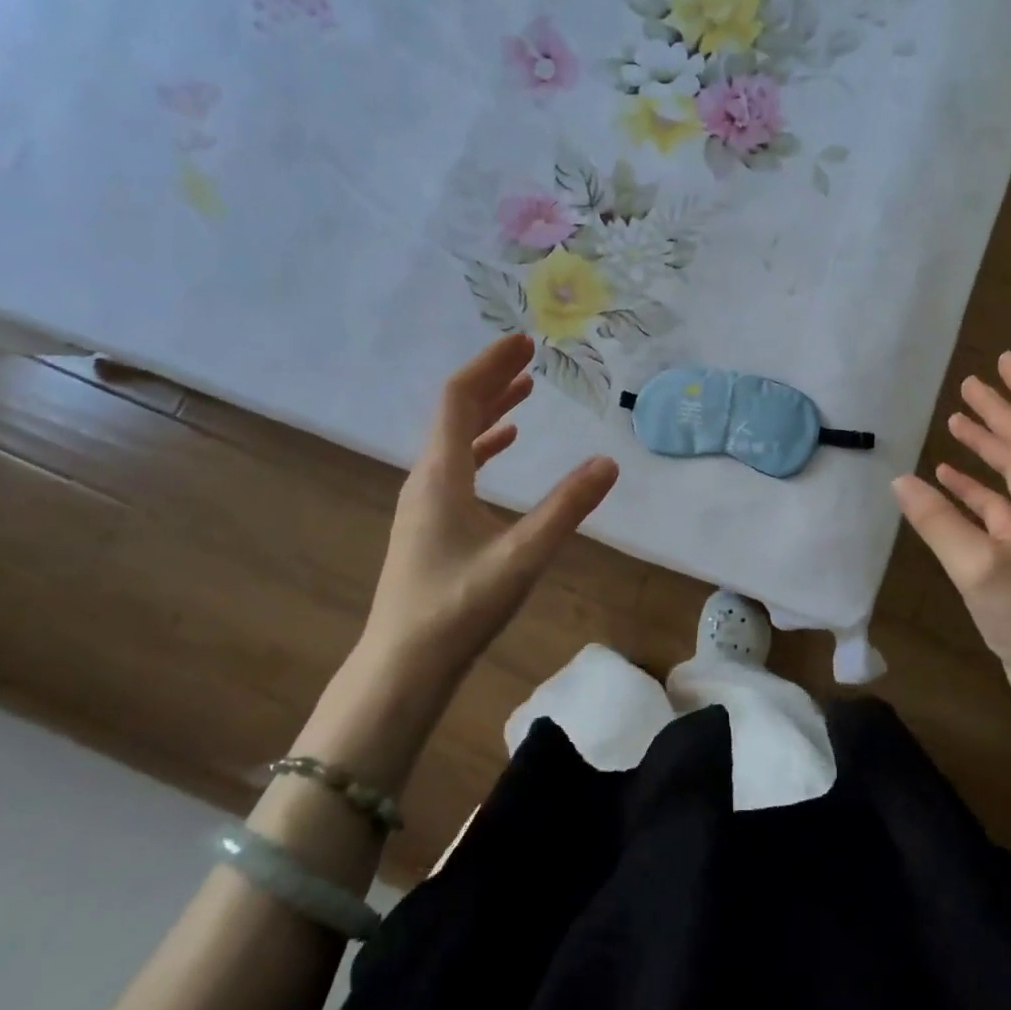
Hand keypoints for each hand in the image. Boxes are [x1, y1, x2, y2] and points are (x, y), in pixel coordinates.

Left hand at [359, 334, 618, 679]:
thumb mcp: (521, 557)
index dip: (491, 365)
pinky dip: (483, 445)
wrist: (403, 667)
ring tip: (523, 390)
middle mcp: (426, 478)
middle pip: (456, 411)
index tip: (523, 342)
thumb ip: (565, 509)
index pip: (461, 398)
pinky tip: (504, 446)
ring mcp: (424, 501)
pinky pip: (457, 465)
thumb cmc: (458, 608)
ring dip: (489, 409)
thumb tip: (607, 462)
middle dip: (492, 379)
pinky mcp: (429, 523)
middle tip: (529, 356)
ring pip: (455, 438)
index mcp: (441, 474)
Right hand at [892, 352, 1010, 726]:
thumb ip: (938, 522)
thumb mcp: (979, 569)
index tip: (1004, 361)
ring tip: (957, 418)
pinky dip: (976, 485)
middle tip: (969, 384)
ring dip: (990, 443)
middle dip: (1002, 411)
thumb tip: (899, 480)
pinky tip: (947, 477)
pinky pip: (1001, 503)